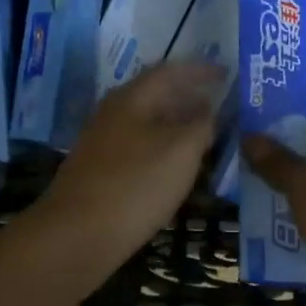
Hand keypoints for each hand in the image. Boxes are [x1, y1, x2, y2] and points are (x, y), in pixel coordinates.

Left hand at [34, 62, 223, 269]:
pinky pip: (139, 147)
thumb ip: (201, 124)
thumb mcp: (181, 151)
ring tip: (205, 134)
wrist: (77, 235)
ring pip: (147, 123)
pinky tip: (176, 166)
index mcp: (132, 98)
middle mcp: (113, 113)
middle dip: (189, 96)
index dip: (201, 70)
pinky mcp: (100, 171)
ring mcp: (103, 143)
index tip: (227, 73)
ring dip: (176, 124)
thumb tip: (208, 110)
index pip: (171, 70)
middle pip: (156, 95)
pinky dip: (163, 148)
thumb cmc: (135, 185)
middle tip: (220, 104)